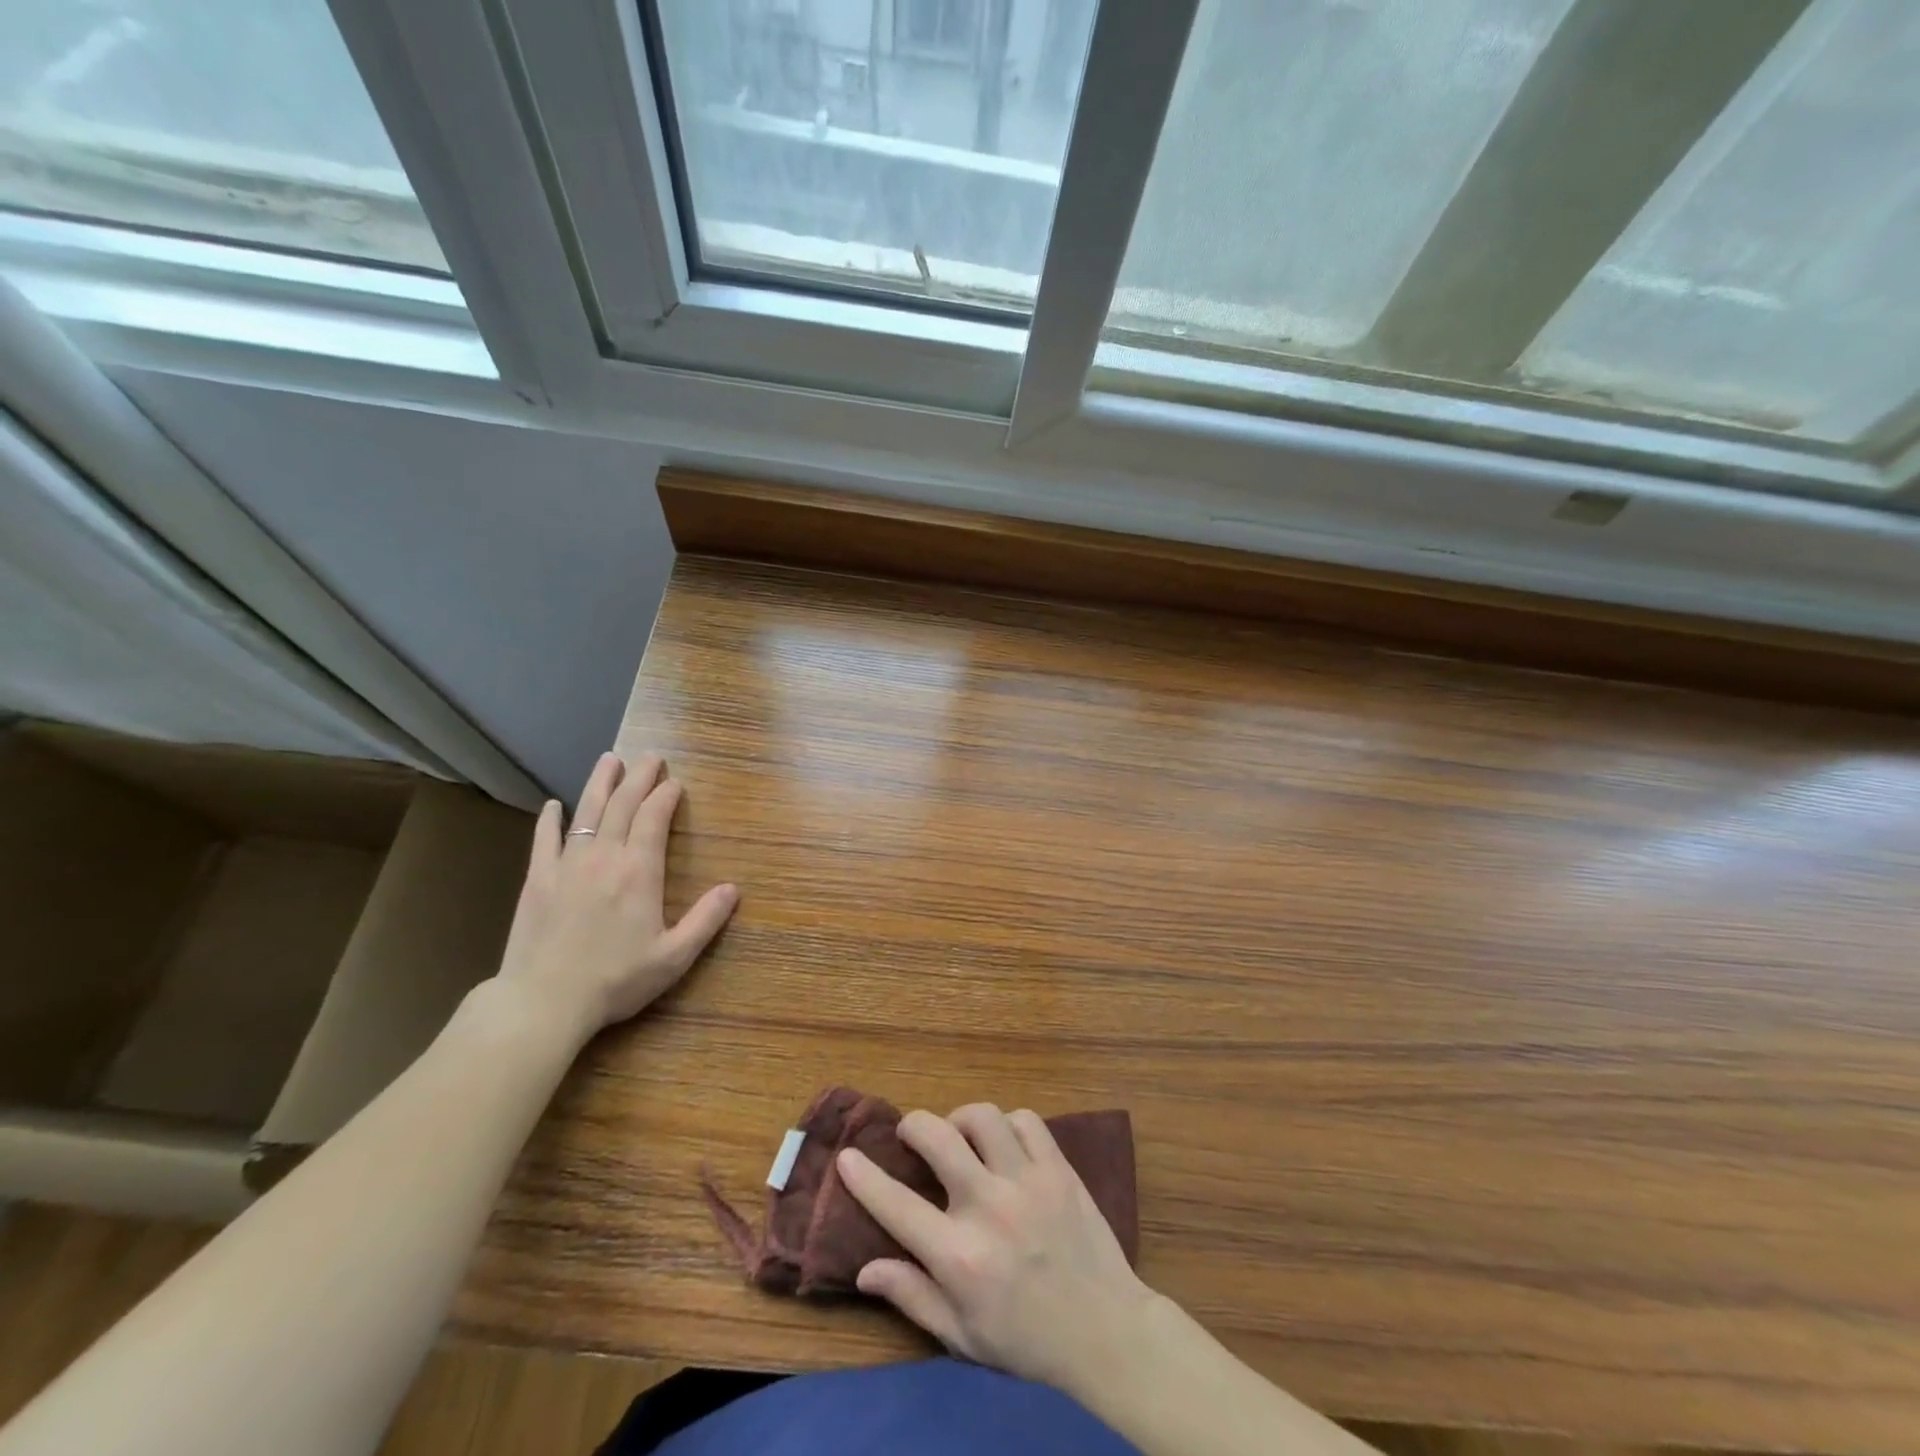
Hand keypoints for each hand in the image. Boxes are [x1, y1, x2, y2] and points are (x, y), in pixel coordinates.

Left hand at [493, 751, 737, 1043]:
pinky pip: (545, 840)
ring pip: (587, 812)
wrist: (543, 1001)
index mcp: (640, 871)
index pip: (654, 818)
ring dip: (601, 783)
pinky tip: (555, 805)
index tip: (675, 782)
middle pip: (623, 805)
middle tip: (650, 757)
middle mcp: (605, 857)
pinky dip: (551, 819)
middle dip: (639, 777)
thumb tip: (733, 889)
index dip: (665, 796)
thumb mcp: (673, 957)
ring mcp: (567, 865)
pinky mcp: (538, 879)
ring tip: (610, 759)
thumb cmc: (615, 980)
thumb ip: (706, 920)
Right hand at [838, 1103, 1155, 1398]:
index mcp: (960, 1257)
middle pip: (937, 1137)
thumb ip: (912, 1297)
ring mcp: (1027, 1181)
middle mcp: (989, 1208)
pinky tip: (1003, 1143)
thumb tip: (864, 1268)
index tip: (848, 1156)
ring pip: (982, 1117)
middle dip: (913, 1125)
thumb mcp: (961, 1336)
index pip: (898, 1206)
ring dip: (961, 1119)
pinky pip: (1025, 1120)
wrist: (1105, 1330)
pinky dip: (1007, 1123)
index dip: (865, 1178)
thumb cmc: (1026, 1339)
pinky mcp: (1058, 1167)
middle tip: (910, 1135)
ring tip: (960, 1137)